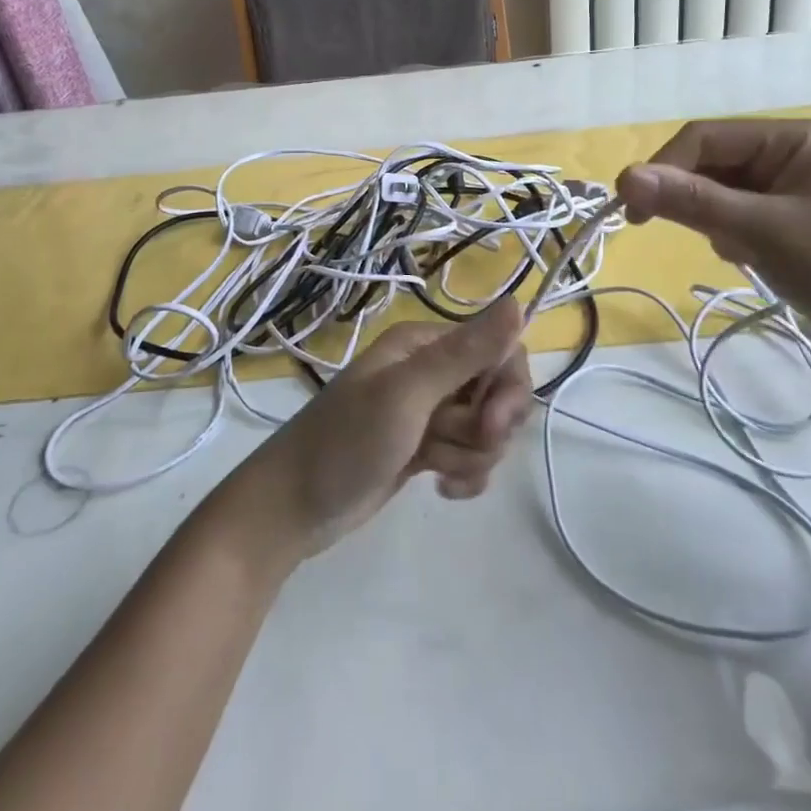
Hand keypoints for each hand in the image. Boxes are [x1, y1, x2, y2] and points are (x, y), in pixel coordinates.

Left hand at [214, 300, 532, 564]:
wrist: (293, 508)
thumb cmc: (347, 442)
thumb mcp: (407, 394)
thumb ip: (465, 353)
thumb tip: (518, 302)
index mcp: (425, 344)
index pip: (499, 351)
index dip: (507, 389)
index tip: (492, 424)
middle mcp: (430, 370)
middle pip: (497, 391)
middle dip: (487, 426)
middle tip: (451, 445)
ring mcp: (427, 412)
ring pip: (485, 428)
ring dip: (469, 454)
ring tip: (431, 466)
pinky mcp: (424, 448)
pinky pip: (470, 455)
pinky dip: (463, 473)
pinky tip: (440, 488)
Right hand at [616, 119, 810, 382]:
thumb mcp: (763, 232)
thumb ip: (692, 201)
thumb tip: (622, 177)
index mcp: (793, 138)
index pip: (704, 137)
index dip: (662, 168)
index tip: (631, 212)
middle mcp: (791, 155)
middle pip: (711, 164)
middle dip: (692, 199)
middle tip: (667, 234)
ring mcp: (794, 191)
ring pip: (721, 194)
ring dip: (714, 222)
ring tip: (740, 254)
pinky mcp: (794, 224)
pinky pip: (740, 218)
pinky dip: (733, 237)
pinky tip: (753, 262)